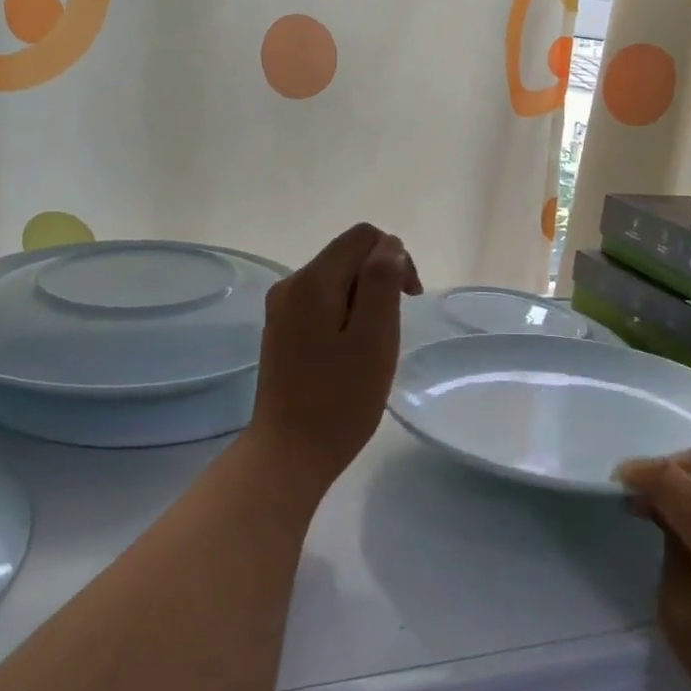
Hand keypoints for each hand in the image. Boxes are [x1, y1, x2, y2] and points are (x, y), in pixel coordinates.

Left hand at [248, 224, 421, 494]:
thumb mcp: (374, 337)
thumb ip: (382, 282)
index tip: (409, 298)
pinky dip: (345, 315)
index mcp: (312, 281)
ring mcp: (282, 308)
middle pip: (347, 255)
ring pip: (336, 280)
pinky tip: (350, 353)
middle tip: (391, 330)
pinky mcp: (281, 330)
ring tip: (372, 346)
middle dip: (379, 280)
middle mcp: (290, 285)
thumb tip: (390, 245)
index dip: (395, 257)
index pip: (363, 236)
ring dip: (364, 300)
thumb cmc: (340, 399)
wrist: (289, 453)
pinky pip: (322, 303)